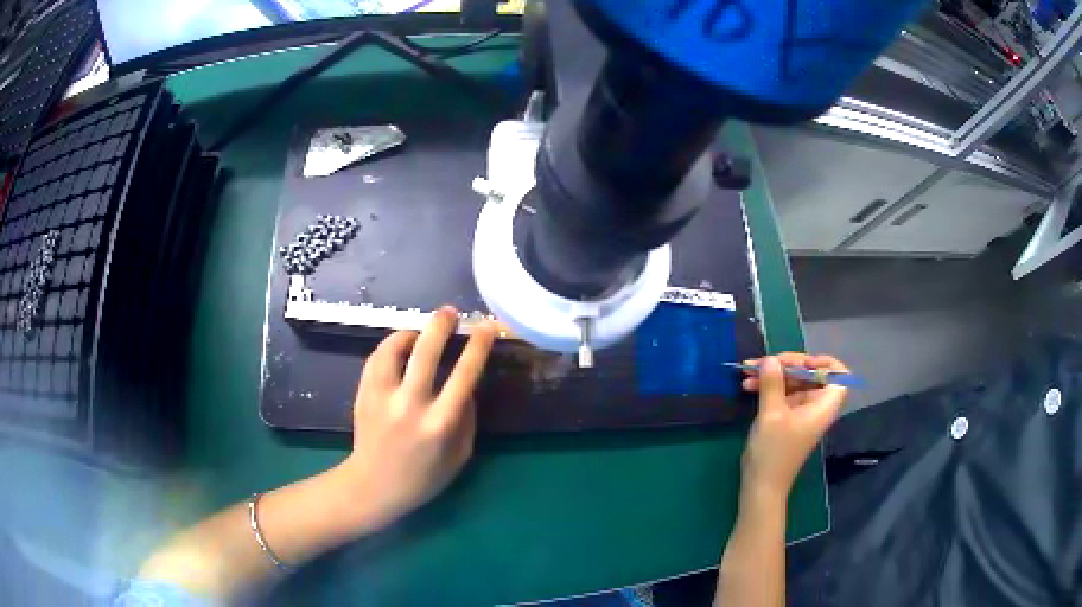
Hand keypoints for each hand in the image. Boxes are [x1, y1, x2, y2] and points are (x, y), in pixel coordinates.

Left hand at [336, 306, 496, 530]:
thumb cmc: (424, 477)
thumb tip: (466, 385)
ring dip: (410, 333)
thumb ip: (466, 418)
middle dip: (440, 325)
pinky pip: (377, 359)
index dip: (478, 346)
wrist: (374, 486)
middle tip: (449, 312)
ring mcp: (382, 398)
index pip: (464, 374)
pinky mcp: (363, 394)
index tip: (486, 328)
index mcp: (440, 423)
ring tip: (420, 330)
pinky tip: (399, 346)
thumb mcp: (460, 455)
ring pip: (394, 350)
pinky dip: (390, 346)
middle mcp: (410, 406)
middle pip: (425, 352)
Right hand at [740, 353, 848, 500]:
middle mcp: (817, 407)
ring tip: (747, 371)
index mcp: (823, 406)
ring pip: (794, 383)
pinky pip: (784, 395)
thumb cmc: (773, 451)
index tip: (802, 362)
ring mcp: (802, 413)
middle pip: (811, 375)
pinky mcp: (788, 420)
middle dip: (786, 365)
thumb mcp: (771, 414)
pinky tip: (748, 385)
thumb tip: (771, 359)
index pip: (840, 376)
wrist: (761, 486)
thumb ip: (773, 383)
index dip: (825, 363)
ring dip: (773, 376)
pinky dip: (769, 388)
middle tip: (762, 362)